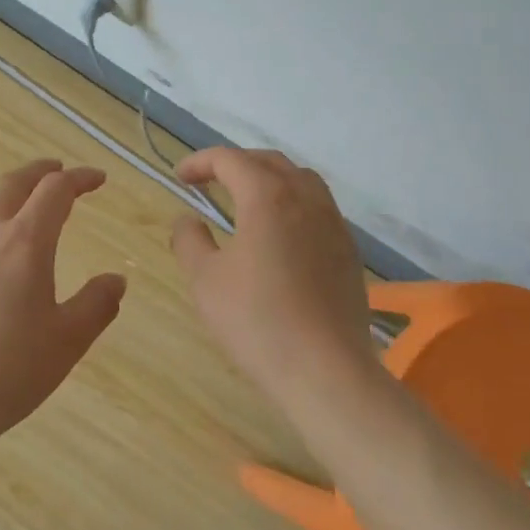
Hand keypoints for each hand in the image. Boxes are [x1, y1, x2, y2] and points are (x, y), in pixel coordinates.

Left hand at [0, 159, 125, 447]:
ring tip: (25, 204)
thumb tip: (116, 280)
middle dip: (41, 171)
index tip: (99, 179)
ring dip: (10, 192)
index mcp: (25, 242)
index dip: (80, 178)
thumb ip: (97, 304)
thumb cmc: (9, 370)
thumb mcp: (67, 340)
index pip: (55, 191)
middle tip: (60, 171)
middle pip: (14, 183)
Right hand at [169, 148, 378, 403]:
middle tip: (210, 181)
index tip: (180, 177)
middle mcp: (305, 198)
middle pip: (269, 162)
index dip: (201, 162)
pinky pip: (319, 208)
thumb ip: (190, 240)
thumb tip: (187, 220)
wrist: (325, 370)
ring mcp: (333, 223)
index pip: (231, 160)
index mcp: (267, 196)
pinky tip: (281, 233)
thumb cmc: (257, 320)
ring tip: (247, 199)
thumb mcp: (205, 280)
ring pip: (301, 180)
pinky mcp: (348, 250)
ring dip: (270, 179)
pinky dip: (293, 203)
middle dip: (236, 164)